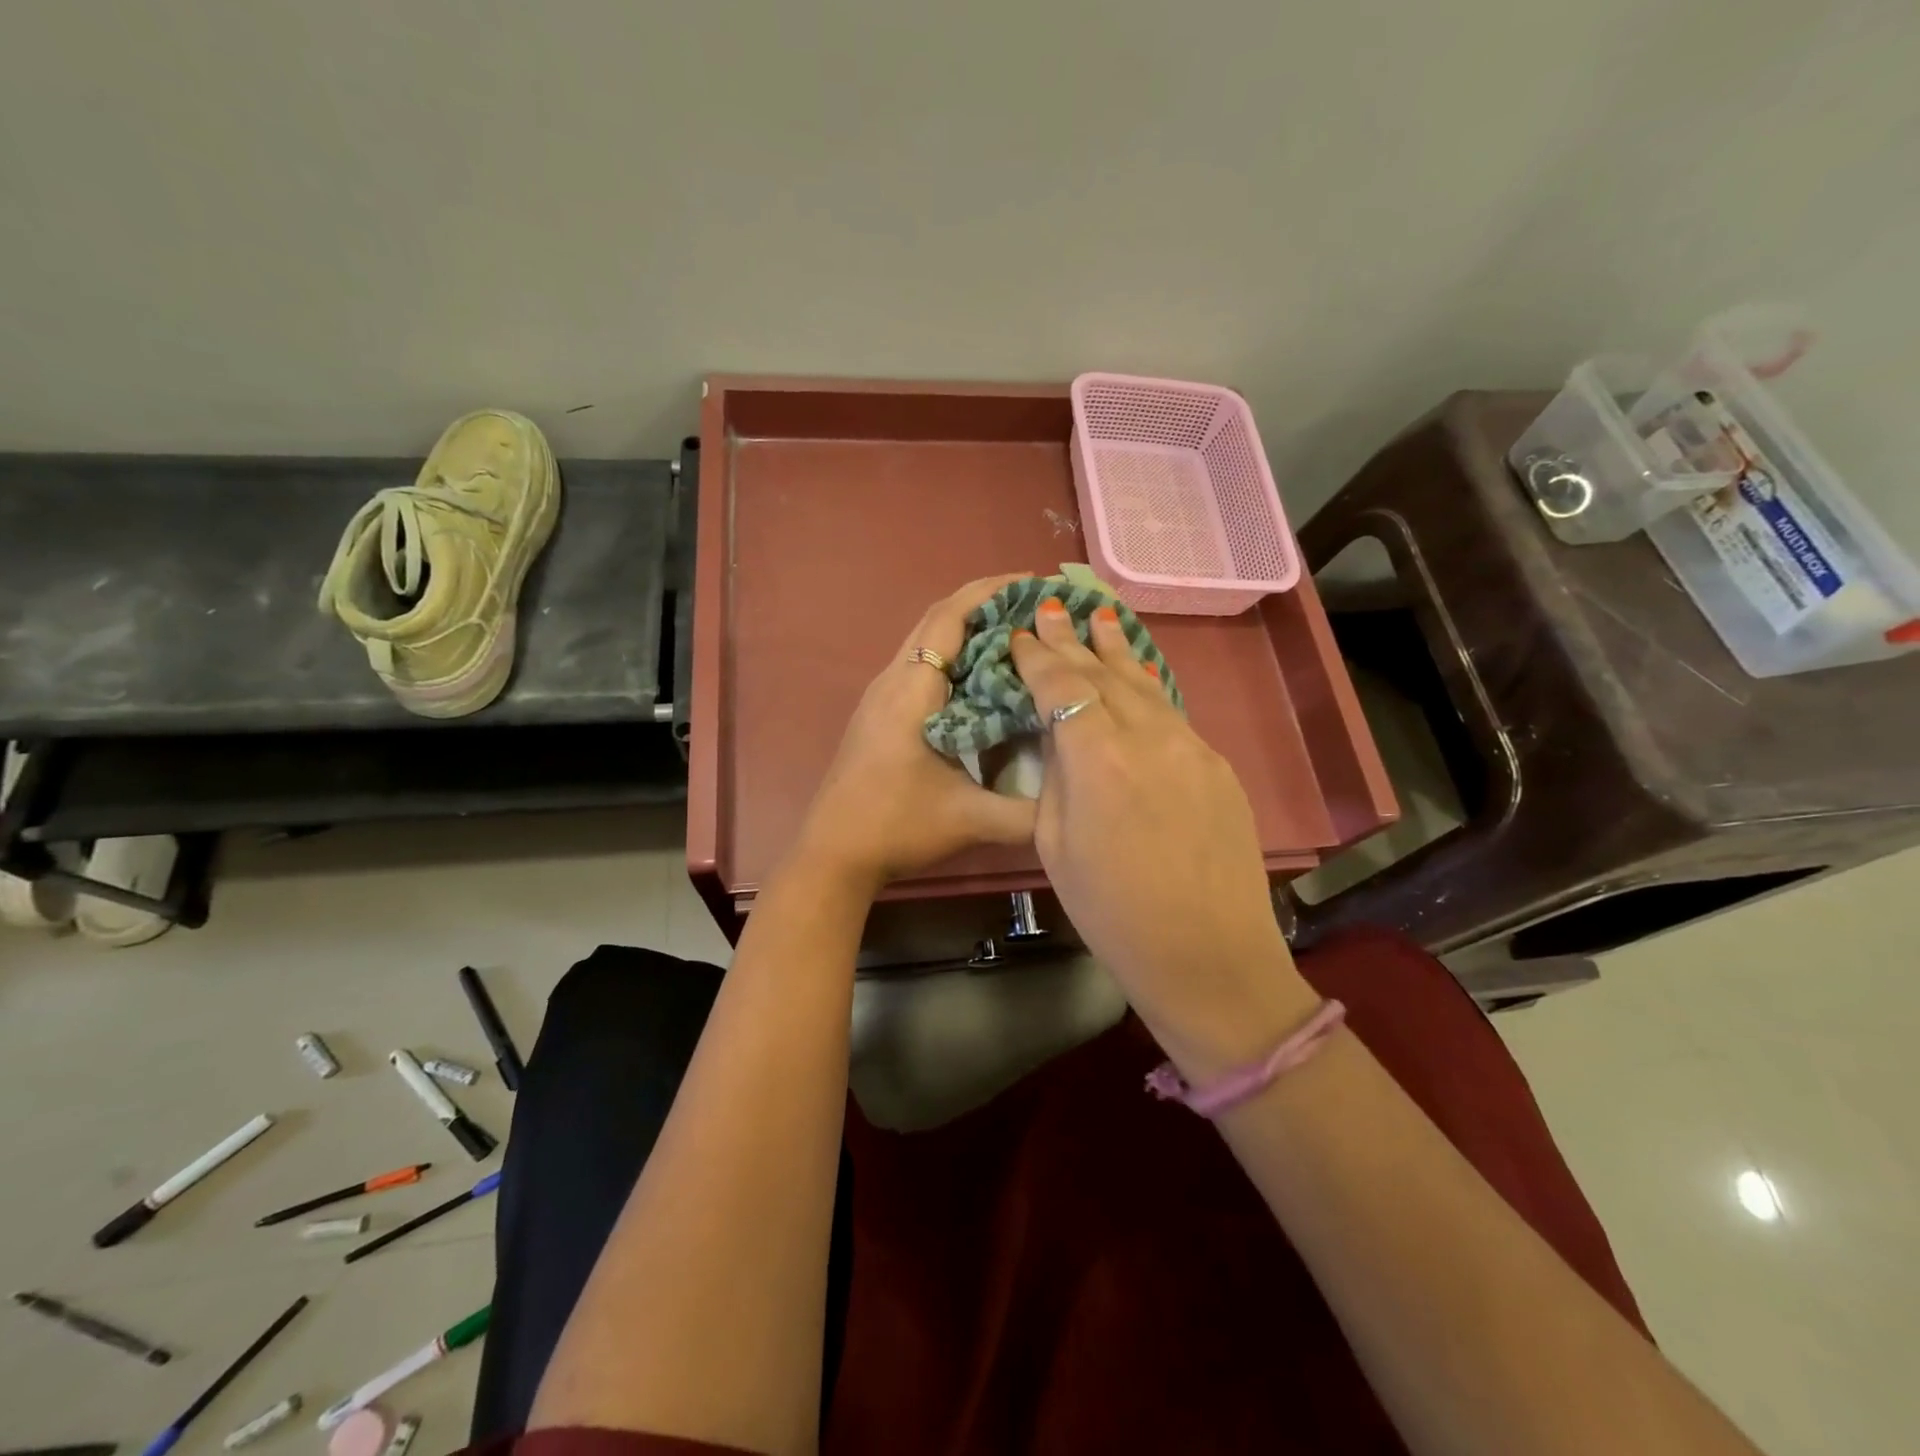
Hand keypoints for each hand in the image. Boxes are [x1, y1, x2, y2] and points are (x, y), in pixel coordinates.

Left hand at [797, 575, 1037, 890]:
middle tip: (1036, 606)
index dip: (991, 591)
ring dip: (968, 628)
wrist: (833, 854)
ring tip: (1017, 633)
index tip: (1034, 582)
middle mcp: (893, 680)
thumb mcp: (970, 819)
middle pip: (937, 619)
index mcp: (913, 689)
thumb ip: (1028, 812)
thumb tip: (1076, 797)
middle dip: (986, 603)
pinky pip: (921, 665)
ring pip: (927, 641)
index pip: (950, 616)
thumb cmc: (896, 826)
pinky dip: (954, 655)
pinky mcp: (880, 714)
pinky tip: (982, 679)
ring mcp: (881, 696)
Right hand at [1010, 601, 1316, 1077]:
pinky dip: (1146, 687)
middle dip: (1074, 640)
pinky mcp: (1217, 765)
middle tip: (1053, 607)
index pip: (1061, 686)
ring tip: (1101, 617)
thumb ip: (1058, 779)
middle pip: (1104, 673)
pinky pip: (1172, 713)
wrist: (1209, 956)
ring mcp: (1191, 747)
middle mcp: (1148, 736)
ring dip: (1117, 650)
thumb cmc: (1113, 913)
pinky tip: (1137, 677)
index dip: (1038, 656)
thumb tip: (1062, 740)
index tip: (1023, 631)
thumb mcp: (1057, 846)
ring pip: (1145, 684)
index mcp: (1098, 758)